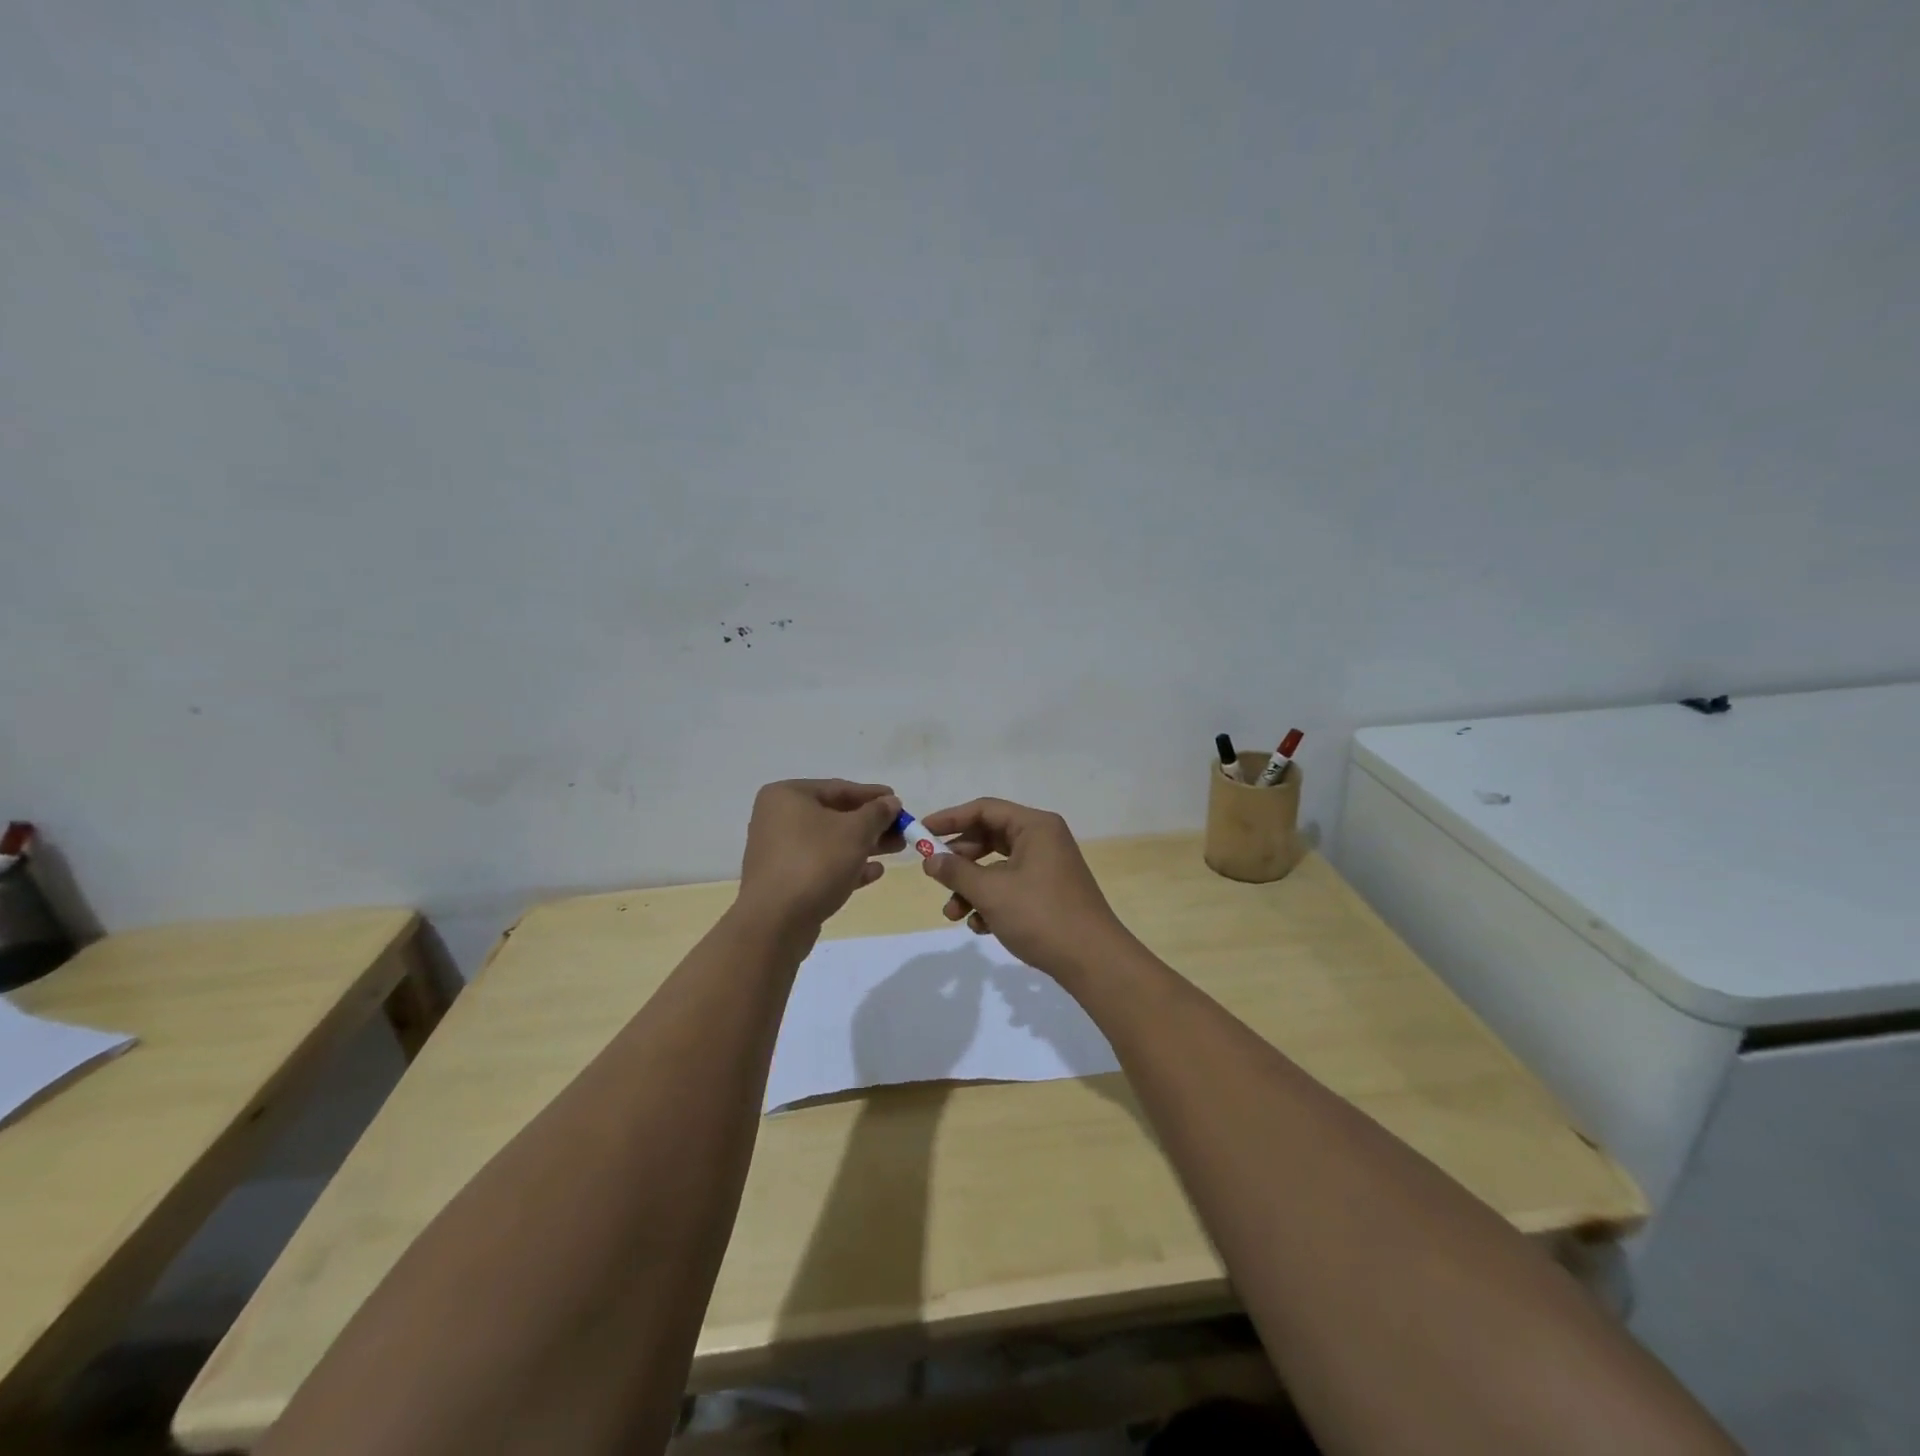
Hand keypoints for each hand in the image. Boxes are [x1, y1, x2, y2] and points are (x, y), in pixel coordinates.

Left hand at [737, 780, 903, 934]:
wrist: (775, 922)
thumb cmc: (815, 863)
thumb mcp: (855, 832)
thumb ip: (877, 813)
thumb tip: (891, 802)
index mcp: (787, 796)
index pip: (838, 788)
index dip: (872, 795)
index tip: (899, 801)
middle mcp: (778, 819)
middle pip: (834, 815)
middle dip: (871, 823)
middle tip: (902, 829)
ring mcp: (780, 851)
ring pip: (830, 842)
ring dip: (864, 844)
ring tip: (897, 849)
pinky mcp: (785, 880)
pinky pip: (821, 865)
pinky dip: (847, 866)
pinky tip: (875, 872)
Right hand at [919, 798, 1134, 983]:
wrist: (1092, 961)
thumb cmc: (1041, 915)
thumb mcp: (991, 892)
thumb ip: (956, 872)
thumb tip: (930, 859)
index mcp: (1035, 826)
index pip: (984, 810)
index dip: (950, 819)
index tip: (921, 832)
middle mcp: (1042, 840)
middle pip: (989, 838)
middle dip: (959, 861)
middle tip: (934, 876)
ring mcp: (1047, 867)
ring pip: (996, 868)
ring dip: (971, 888)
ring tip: (953, 915)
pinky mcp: (1048, 893)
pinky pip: (1010, 887)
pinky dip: (991, 903)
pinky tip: (980, 927)